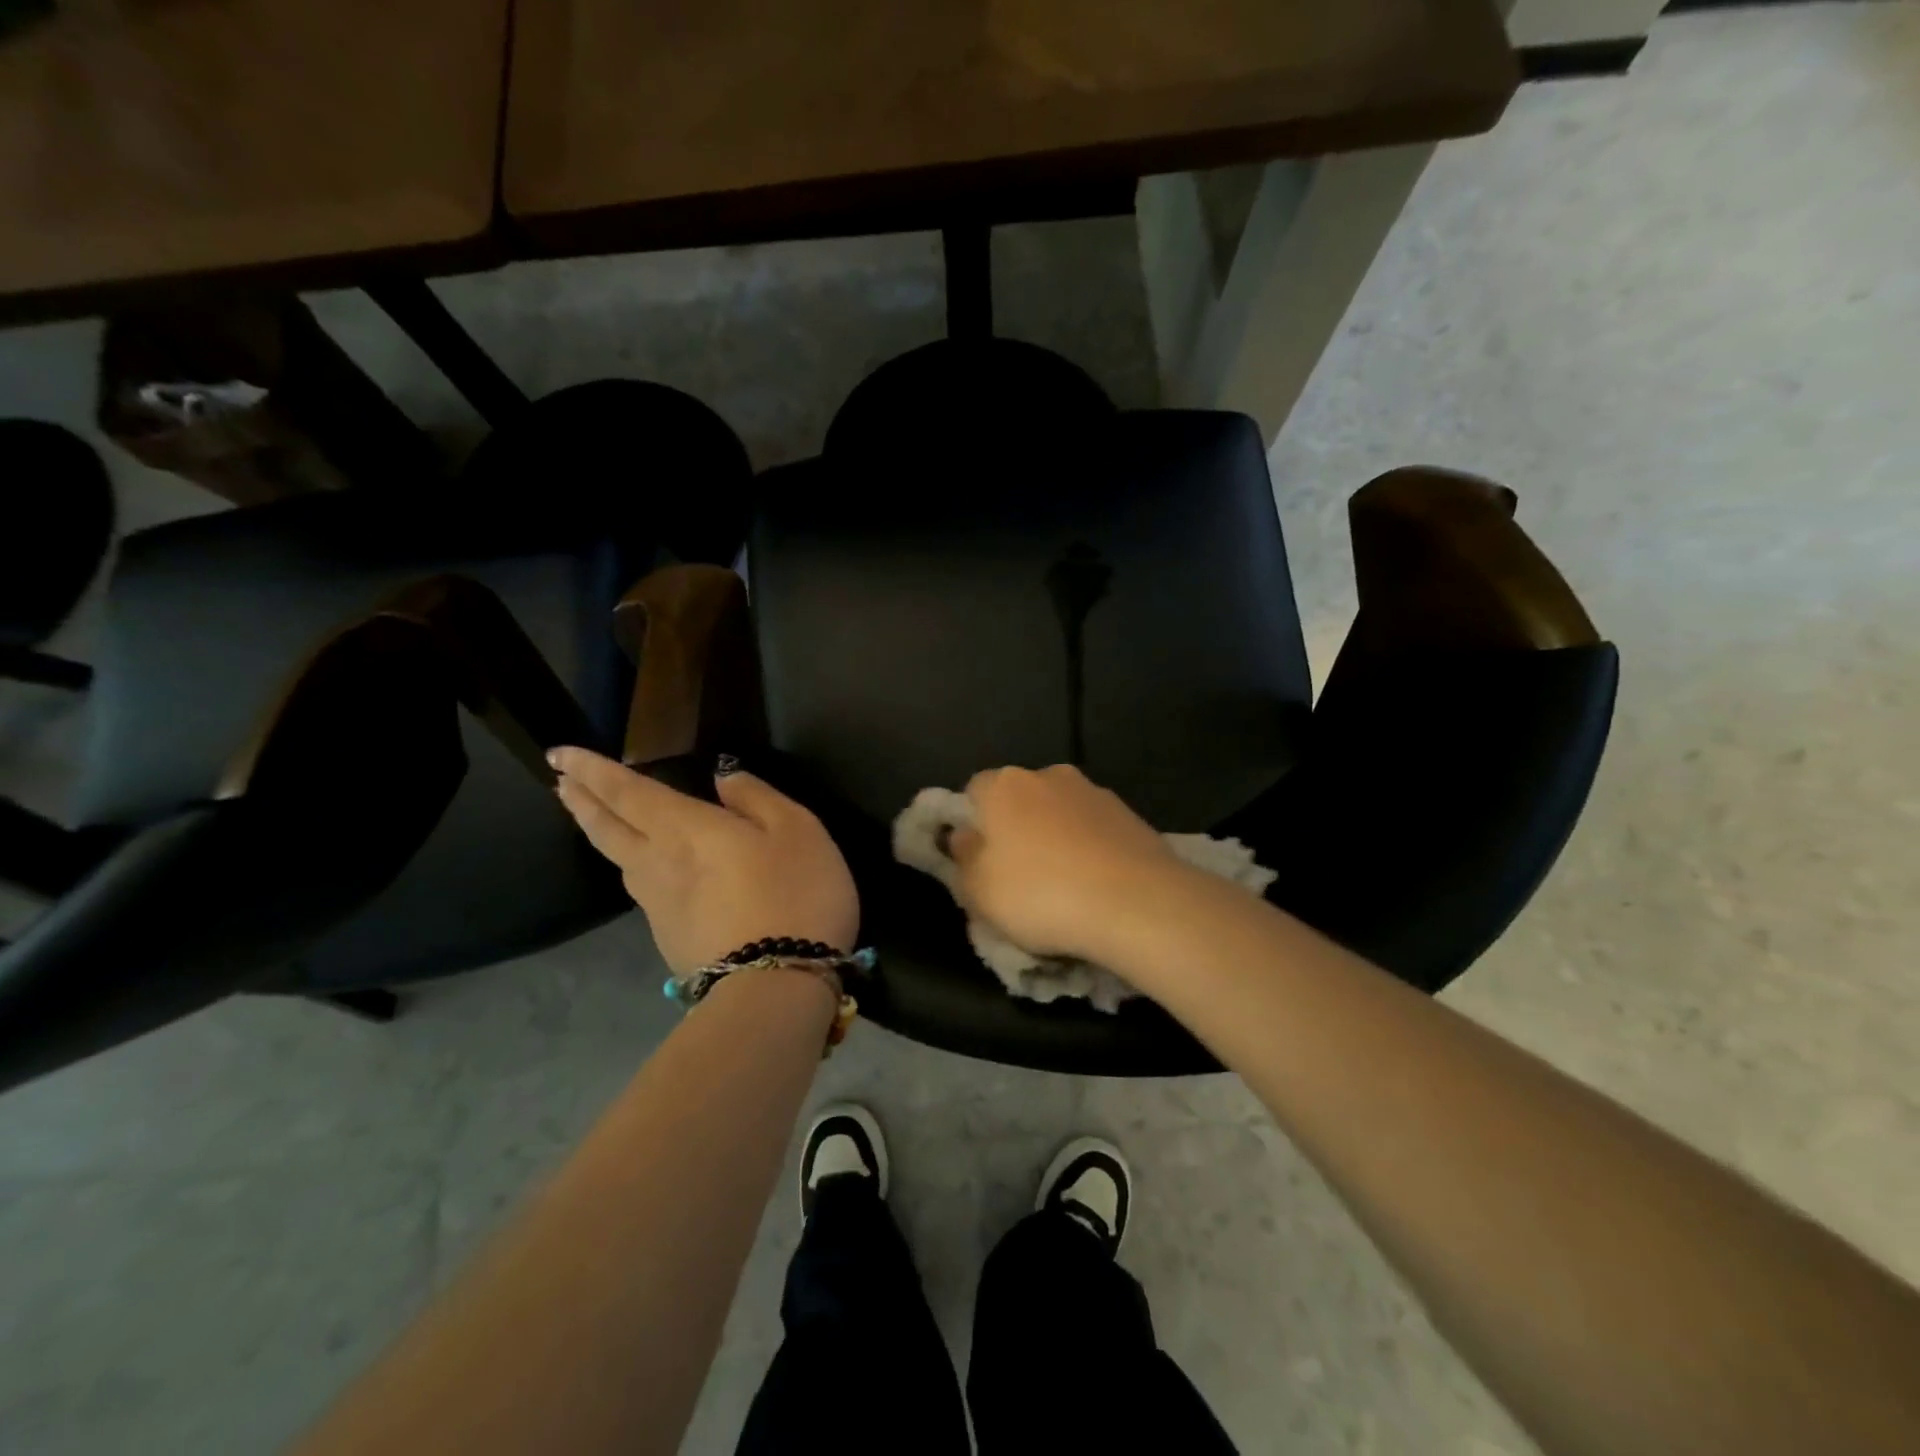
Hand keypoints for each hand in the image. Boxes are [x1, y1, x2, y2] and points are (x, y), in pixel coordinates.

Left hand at [550, 748, 857, 973]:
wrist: (777, 986)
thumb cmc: (795, 893)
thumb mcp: (796, 829)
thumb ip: (756, 797)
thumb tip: (723, 777)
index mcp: (683, 828)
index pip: (625, 791)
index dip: (591, 769)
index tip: (559, 753)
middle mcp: (656, 864)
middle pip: (606, 828)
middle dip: (581, 800)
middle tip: (561, 782)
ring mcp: (658, 908)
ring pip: (619, 861)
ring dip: (600, 833)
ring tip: (595, 818)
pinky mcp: (669, 940)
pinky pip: (644, 892)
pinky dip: (634, 869)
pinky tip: (650, 872)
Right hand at [947, 765, 1189, 961]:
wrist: (1136, 903)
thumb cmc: (1041, 894)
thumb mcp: (979, 892)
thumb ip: (964, 859)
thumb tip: (964, 837)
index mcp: (1004, 786)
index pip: (974, 791)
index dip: (973, 824)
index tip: (979, 860)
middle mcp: (1048, 776)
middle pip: (1020, 799)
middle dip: (1017, 829)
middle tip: (1019, 876)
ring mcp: (1094, 792)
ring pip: (1060, 813)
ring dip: (1056, 838)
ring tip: (1064, 885)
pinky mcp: (1130, 814)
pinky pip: (1094, 829)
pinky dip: (1090, 848)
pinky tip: (1096, 884)